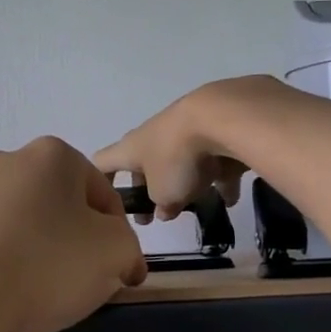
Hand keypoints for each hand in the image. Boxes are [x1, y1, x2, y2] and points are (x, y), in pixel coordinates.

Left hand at [0, 137, 147, 331]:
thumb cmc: (47, 264)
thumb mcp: (116, 252)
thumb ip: (129, 247)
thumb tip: (121, 260)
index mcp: (53, 155)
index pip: (103, 195)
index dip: (119, 236)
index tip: (119, 272)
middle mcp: (7, 162)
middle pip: (59, 206)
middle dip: (75, 240)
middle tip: (82, 282)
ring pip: (22, 225)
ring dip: (38, 252)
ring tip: (40, 294)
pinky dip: (3, 265)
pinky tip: (5, 296)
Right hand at [94, 76, 281, 221]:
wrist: (222, 117)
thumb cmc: (178, 158)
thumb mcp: (164, 194)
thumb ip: (161, 206)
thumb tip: (164, 210)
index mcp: (132, 148)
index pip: (103, 162)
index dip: (99, 180)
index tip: (105, 201)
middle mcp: (154, 135)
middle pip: (145, 163)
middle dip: (150, 189)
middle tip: (157, 214)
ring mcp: (184, 129)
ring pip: (181, 161)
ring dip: (187, 183)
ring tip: (199, 206)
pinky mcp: (214, 129)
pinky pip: (213, 158)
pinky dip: (219, 177)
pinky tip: (230, 196)